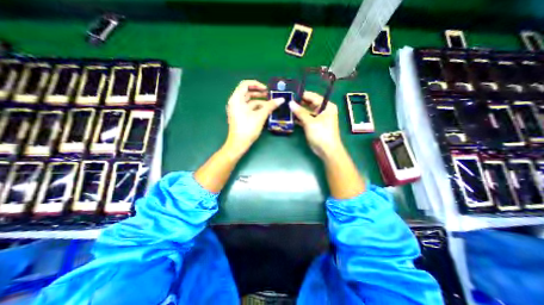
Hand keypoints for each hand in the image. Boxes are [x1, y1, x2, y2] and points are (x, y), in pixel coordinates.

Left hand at [225, 79, 284, 154]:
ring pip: (249, 101)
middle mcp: (235, 102)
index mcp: (236, 99)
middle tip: (270, 95)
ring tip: (270, 103)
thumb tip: (281, 99)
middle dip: (259, 93)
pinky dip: (257, 107)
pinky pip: (249, 108)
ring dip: (259, 101)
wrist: (238, 144)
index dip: (256, 84)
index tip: (266, 89)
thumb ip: (270, 106)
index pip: (245, 84)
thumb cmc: (247, 129)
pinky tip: (266, 110)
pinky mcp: (240, 116)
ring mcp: (237, 109)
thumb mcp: (260, 116)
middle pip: (247, 92)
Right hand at [289, 91, 343, 159]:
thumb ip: (300, 112)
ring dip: (298, 111)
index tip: (290, 94)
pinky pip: (306, 118)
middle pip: (309, 103)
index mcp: (326, 106)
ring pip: (307, 111)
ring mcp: (318, 118)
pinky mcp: (314, 125)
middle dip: (299, 103)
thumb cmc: (321, 134)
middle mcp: (323, 110)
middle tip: (286, 100)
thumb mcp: (310, 122)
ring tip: (286, 107)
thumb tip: (290, 103)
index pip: (313, 97)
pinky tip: (291, 117)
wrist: (327, 150)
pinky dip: (299, 118)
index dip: (302, 95)